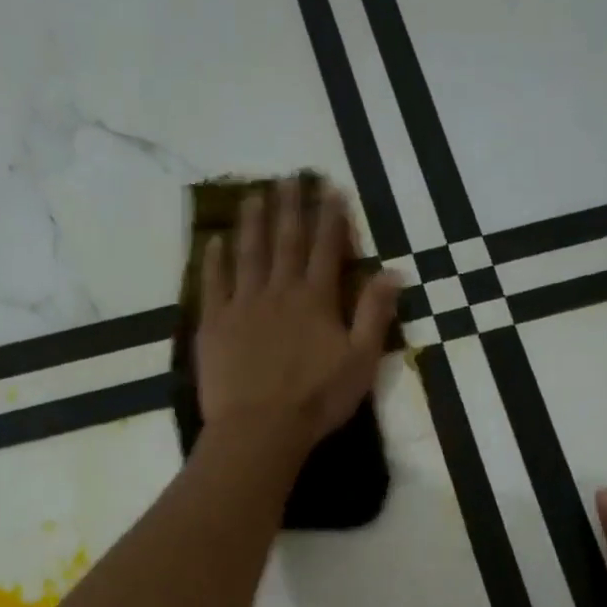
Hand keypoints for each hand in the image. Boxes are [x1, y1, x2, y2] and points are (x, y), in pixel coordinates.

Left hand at [195, 177, 402, 460]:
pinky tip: (213, 241)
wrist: (260, 428)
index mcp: (316, 300)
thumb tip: (394, 271)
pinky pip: (213, 283)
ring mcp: (242, 305)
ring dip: (252, 223)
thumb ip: (375, 314)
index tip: (330, 188)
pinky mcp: (214, 324)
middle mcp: (279, 291)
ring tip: (253, 196)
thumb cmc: (317, 400)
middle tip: (288, 178)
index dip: (330, 216)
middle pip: (285, 241)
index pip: (326, 248)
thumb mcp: (361, 361)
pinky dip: (214, 260)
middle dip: (290, 207)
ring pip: (248, 254)